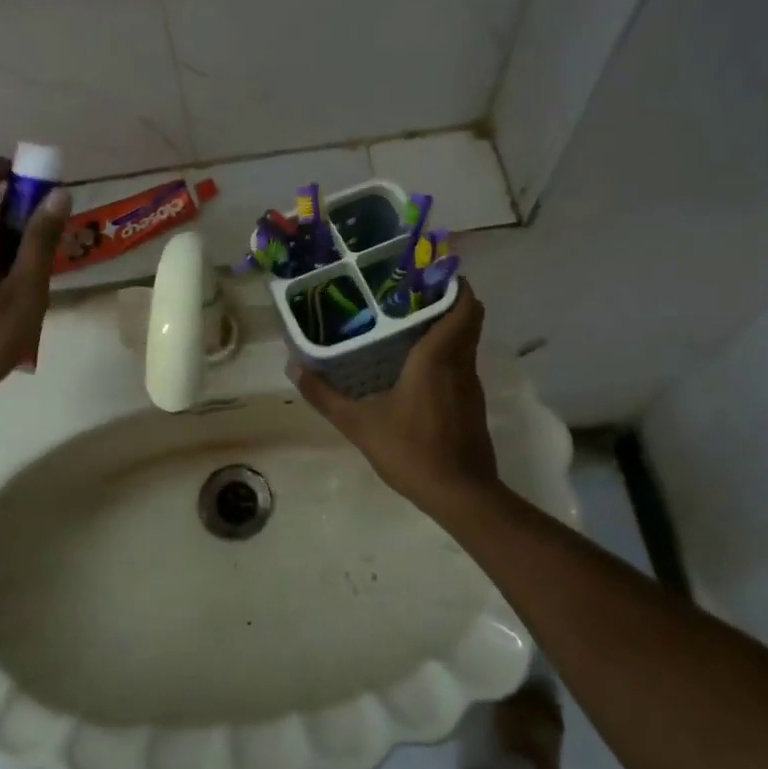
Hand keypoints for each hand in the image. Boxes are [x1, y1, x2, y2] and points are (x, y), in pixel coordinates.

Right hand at [290, 281, 505, 519]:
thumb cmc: (411, 450)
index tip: (426, 273)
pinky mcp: (472, 405)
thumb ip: (325, 395)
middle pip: (468, 317)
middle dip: (445, 300)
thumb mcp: (358, 424)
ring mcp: (471, 385)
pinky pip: (462, 365)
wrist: (461, 495)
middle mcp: (460, 363)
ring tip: (407, 324)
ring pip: (466, 342)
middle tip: (408, 295)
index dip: (453, 284)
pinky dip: (446, 355)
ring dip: (446, 327)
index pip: (463, 306)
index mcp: (437, 357)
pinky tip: (417, 369)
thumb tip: (294, 368)